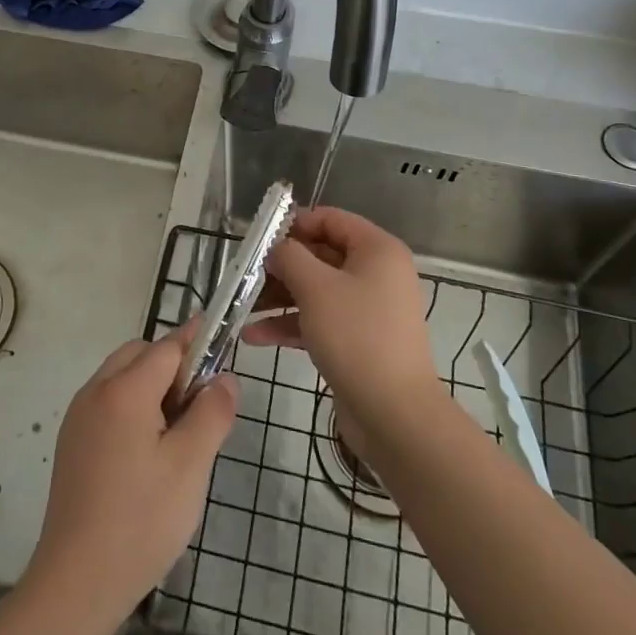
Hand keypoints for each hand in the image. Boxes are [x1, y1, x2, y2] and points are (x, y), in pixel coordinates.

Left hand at [23, 326, 236, 634]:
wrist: (76, 583)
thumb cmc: (141, 520)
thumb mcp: (191, 466)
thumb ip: (212, 413)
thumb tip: (225, 378)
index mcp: (124, 390)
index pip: (167, 346)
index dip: (197, 341)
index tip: (222, 338)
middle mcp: (95, 392)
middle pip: (139, 354)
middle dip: (173, 365)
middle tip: (201, 404)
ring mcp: (78, 418)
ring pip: (121, 378)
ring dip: (151, 386)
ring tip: (178, 432)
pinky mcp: (71, 443)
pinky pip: (107, 403)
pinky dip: (132, 407)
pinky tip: (148, 451)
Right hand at [244, 206, 442, 428]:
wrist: (393, 415)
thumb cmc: (356, 336)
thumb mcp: (316, 288)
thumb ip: (290, 257)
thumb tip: (276, 248)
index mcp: (377, 250)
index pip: (331, 219)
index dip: (295, 223)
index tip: (260, 237)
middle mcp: (376, 273)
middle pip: (321, 255)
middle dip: (281, 265)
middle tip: (246, 273)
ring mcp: (367, 309)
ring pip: (316, 290)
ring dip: (279, 297)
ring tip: (242, 305)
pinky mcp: (357, 340)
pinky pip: (319, 320)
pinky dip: (290, 324)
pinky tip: (254, 336)